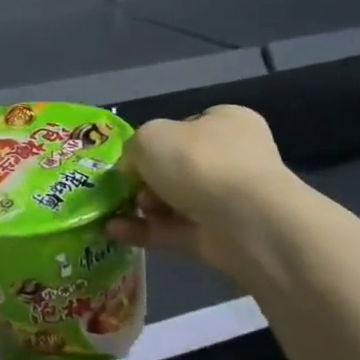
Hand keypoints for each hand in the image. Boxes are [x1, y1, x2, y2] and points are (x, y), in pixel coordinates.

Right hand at [107, 105, 299, 279]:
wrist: (245, 221)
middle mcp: (233, 158)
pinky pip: (175, 230)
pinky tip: (115, 231)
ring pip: (175, 200)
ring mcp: (229, 200)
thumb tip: (133, 169)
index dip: (156, 139)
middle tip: (126, 185)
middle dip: (146, 178)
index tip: (132, 155)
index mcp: (227, 123)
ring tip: (114, 210)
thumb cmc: (198, 161)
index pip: (187, 126)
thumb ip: (134, 149)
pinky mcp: (220, 237)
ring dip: (142, 205)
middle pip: (178, 166)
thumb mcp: (148, 137)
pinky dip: (145, 230)